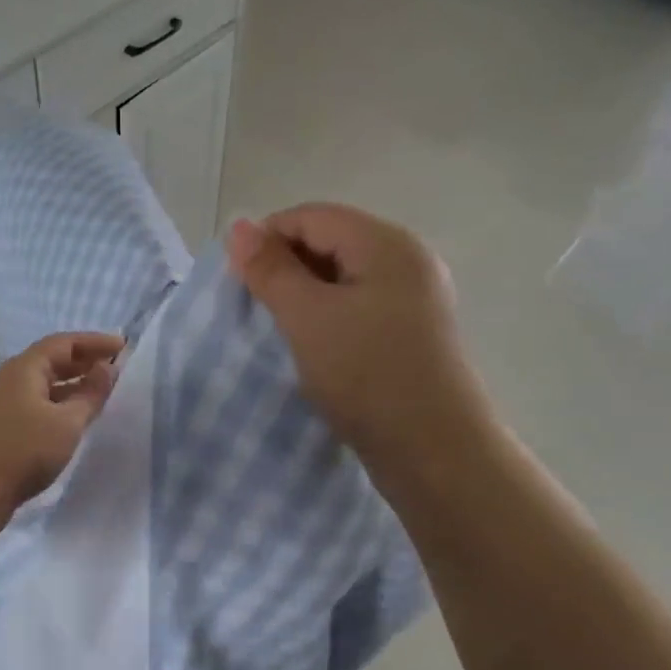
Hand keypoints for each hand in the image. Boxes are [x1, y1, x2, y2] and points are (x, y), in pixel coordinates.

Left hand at [0, 332, 122, 532]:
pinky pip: (38, 401)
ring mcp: (3, 402)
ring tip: (102, 390)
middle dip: (85, 360)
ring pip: (45, 383)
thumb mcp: (67, 423)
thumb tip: (107, 370)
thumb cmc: (24, 452)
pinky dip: (61, 401)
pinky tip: (75, 416)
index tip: (122, 346)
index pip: (64, 343)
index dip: (95, 342)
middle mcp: (11, 378)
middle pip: (52, 359)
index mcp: (25, 368)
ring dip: (74, 382)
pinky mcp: (2, 424)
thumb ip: (90, 394)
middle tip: (116, 366)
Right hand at [227, 205, 479, 473]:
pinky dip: (330, 319)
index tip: (235, 280)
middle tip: (255, 308)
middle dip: (286, 268)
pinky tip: (314, 348)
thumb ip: (271, 270)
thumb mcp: (308, 318)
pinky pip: (361, 308)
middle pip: (332, 242)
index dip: (267, 238)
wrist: (435, 452)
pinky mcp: (414, 335)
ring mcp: (416, 300)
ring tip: (280, 331)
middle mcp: (408, 261)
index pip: (313, 216)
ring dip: (306, 297)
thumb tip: (237, 226)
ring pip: (345, 279)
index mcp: (387, 243)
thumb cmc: (367, 375)